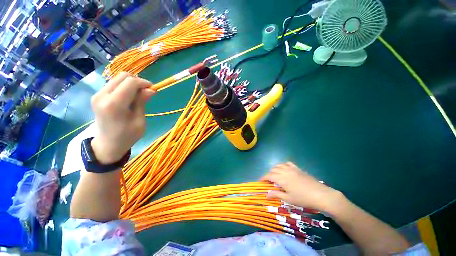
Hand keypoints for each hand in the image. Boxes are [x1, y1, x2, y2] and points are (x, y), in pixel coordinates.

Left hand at [90, 72, 154, 163]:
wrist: (107, 144)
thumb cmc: (127, 136)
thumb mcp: (139, 121)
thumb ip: (142, 102)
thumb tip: (151, 89)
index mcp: (114, 104)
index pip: (130, 82)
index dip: (144, 83)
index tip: (153, 89)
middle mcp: (102, 96)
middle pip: (123, 76)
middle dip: (138, 81)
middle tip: (146, 92)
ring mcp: (97, 95)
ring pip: (118, 78)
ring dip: (131, 84)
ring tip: (139, 95)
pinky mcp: (97, 95)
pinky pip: (114, 84)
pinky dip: (125, 87)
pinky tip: (130, 97)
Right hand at [262, 162, 342, 212]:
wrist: (321, 195)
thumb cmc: (303, 199)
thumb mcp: (288, 199)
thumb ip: (276, 195)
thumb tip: (266, 195)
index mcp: (281, 178)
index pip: (269, 176)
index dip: (263, 178)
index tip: (260, 181)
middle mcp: (285, 171)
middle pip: (273, 169)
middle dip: (269, 174)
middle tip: (268, 181)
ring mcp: (292, 169)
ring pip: (279, 165)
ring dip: (275, 169)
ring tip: (275, 175)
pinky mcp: (298, 169)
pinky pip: (288, 163)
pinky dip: (283, 165)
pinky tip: (284, 169)